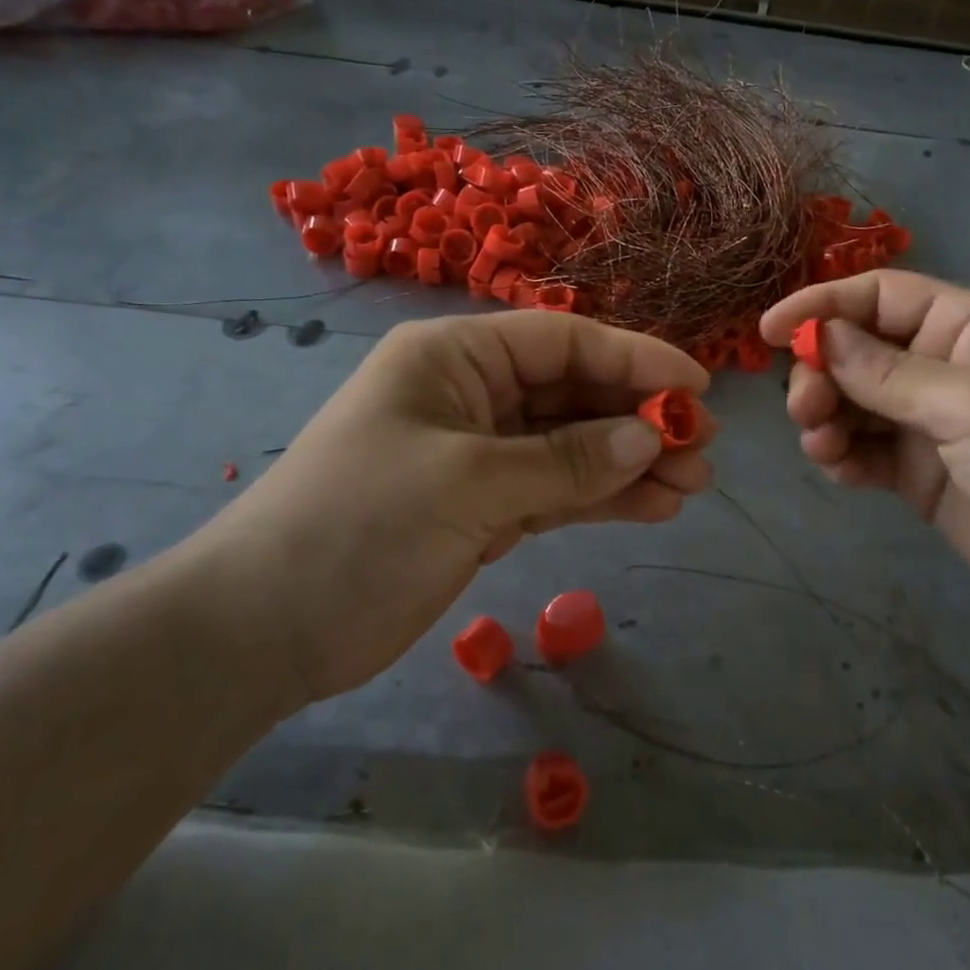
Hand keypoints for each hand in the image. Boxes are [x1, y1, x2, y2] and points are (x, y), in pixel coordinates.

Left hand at [180, 313, 714, 704]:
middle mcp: (472, 393)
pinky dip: (603, 497)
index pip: (563, 341)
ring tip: (694, 484)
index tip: (696, 386)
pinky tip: (653, 506)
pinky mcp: (484, 506)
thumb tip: (651, 436)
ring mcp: (480, 453)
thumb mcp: (468, 482)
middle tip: (704, 446)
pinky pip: (558, 490)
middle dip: (640, 417)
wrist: (265, 629)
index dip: (634, 358)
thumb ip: (566, 460)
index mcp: (455, 356)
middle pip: (575, 393)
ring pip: (574, 445)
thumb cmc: (357, 525)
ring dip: (632, 461)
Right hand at [761, 270, 969, 632]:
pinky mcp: (918, 471)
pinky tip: (837, 468)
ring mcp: (929, 421)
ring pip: (853, 401)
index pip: (880, 296)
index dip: (823, 305)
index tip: (770, 330)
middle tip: (807, 407)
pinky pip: (863, 449)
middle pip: (857, 349)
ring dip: (825, 415)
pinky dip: (841, 454)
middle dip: (822, 372)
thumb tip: (820, 336)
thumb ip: (886, 372)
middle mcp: (942, 366)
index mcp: (966, 327)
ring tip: (821, 443)